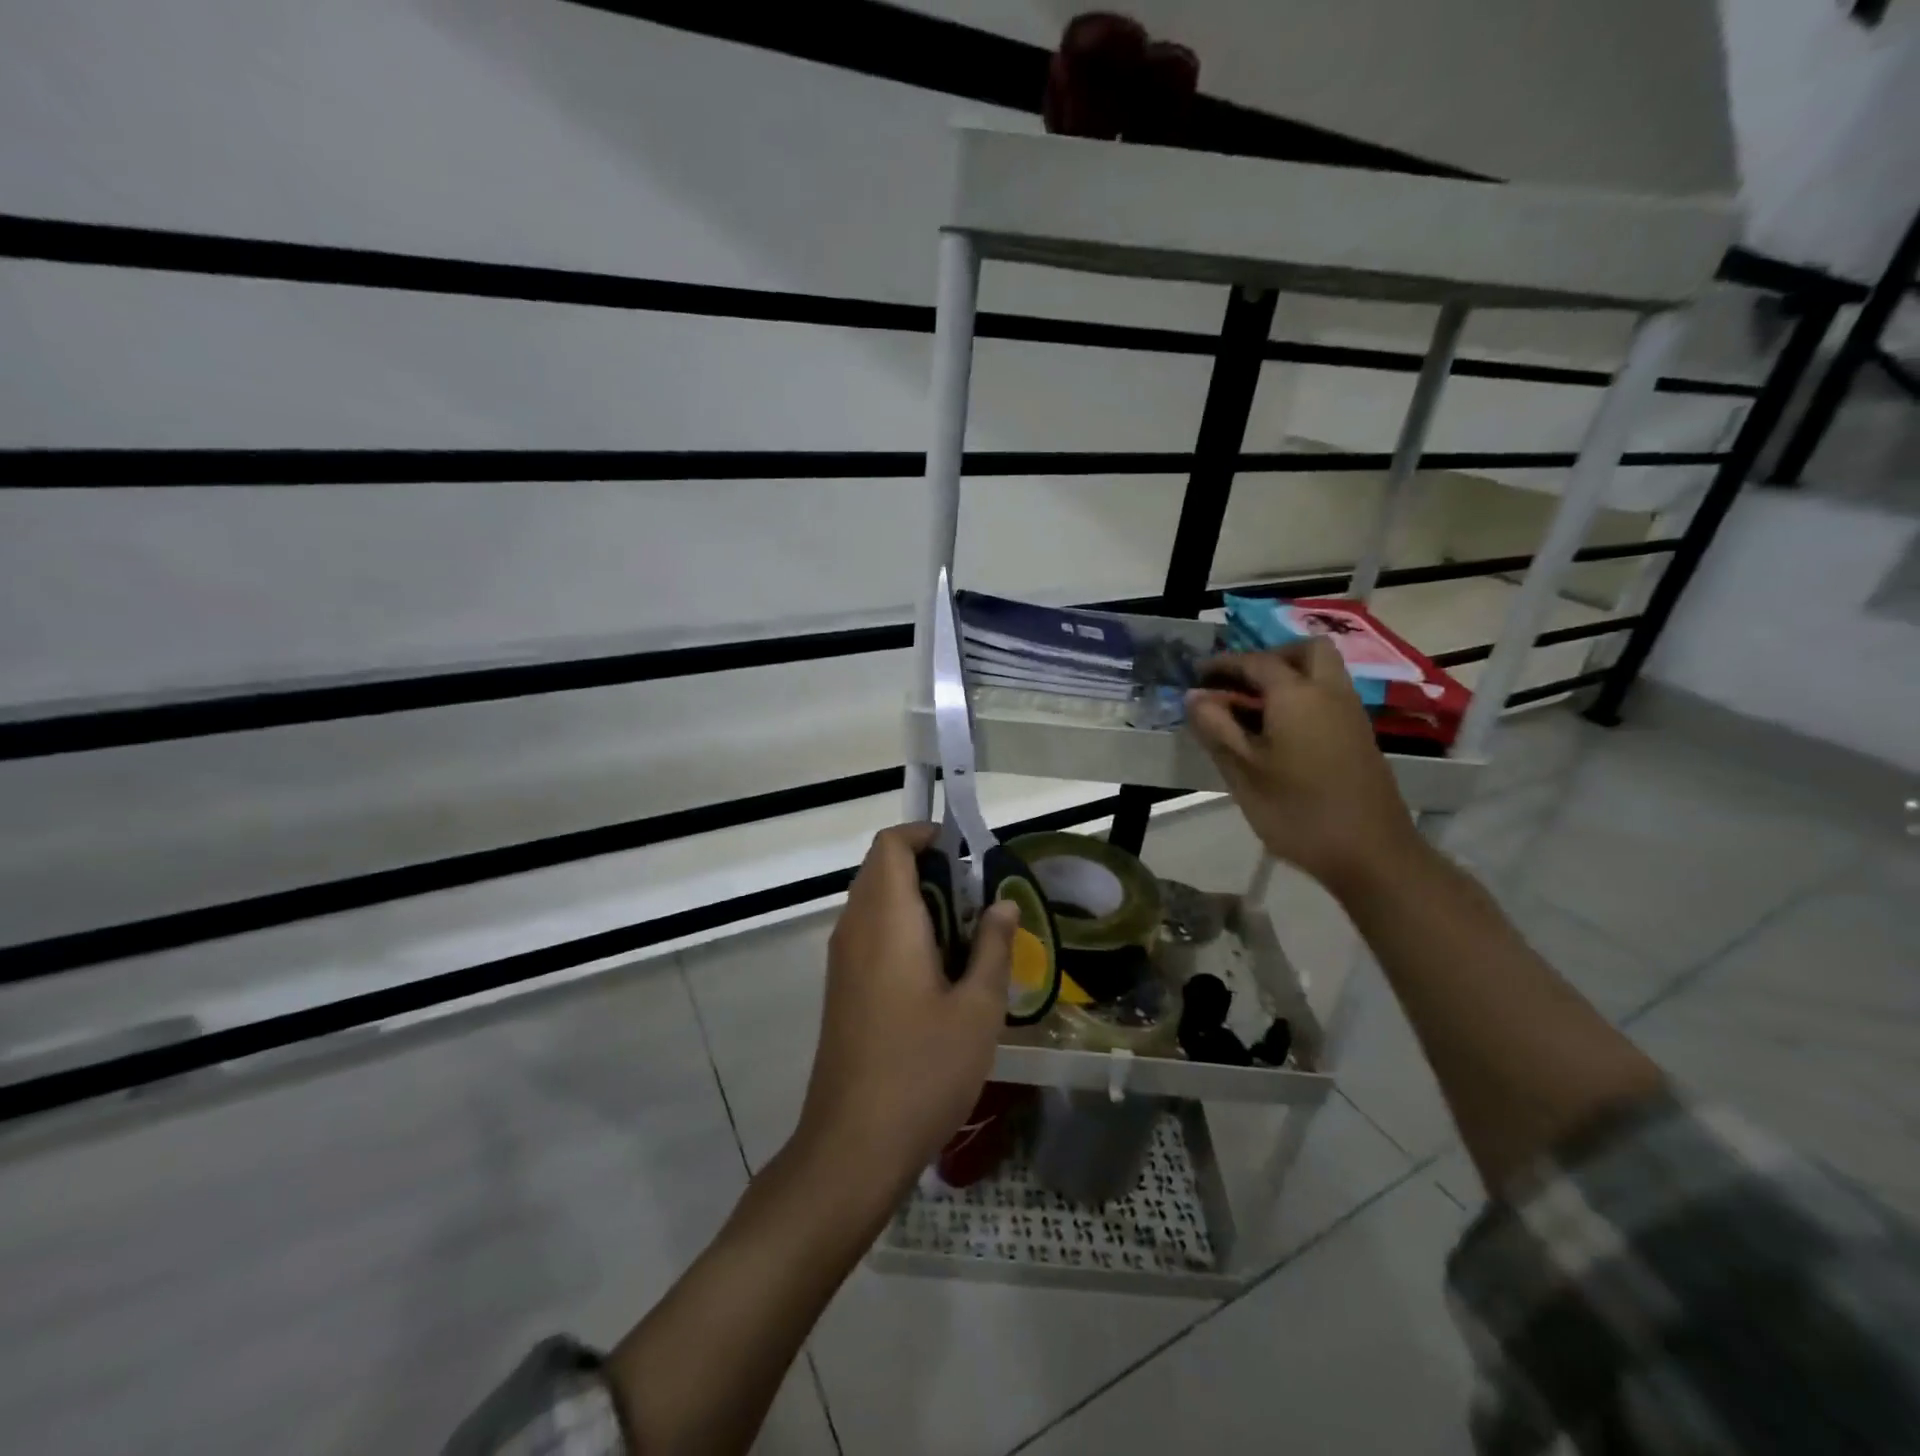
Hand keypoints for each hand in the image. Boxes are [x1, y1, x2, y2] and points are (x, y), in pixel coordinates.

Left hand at [795, 824, 1016, 1200]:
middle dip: (931, 870)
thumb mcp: (978, 1009)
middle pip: (883, 869)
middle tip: (979, 902)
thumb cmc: (923, 1070)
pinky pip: (871, 934)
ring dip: (919, 902)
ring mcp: (842, 960)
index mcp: (886, 919)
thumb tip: (1003, 904)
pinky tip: (940, 974)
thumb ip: (994, 947)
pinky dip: (903, 930)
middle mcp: (855, 928)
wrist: (853, 1145)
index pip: (891, 845)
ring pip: (876, 902)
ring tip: (968, 938)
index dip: (926, 835)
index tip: (967, 854)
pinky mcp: (842, 988)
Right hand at [1186, 638, 1426, 898]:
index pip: (1256, 662)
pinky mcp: (1359, 737)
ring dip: (1288, 678)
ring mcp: (1351, 715)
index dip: (1224, 663)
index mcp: (1297, 695)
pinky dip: (1302, 699)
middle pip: (1305, 652)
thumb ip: (1216, 728)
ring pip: (1321, 674)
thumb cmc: (1297, 811)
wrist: (1370, 853)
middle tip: (1239, 683)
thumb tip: (1195, 696)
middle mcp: (1329, 693)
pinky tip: (1277, 733)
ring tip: (1251, 710)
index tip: (1197, 673)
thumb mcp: (1243, 771)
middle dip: (1269, 657)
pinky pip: (1328, 698)